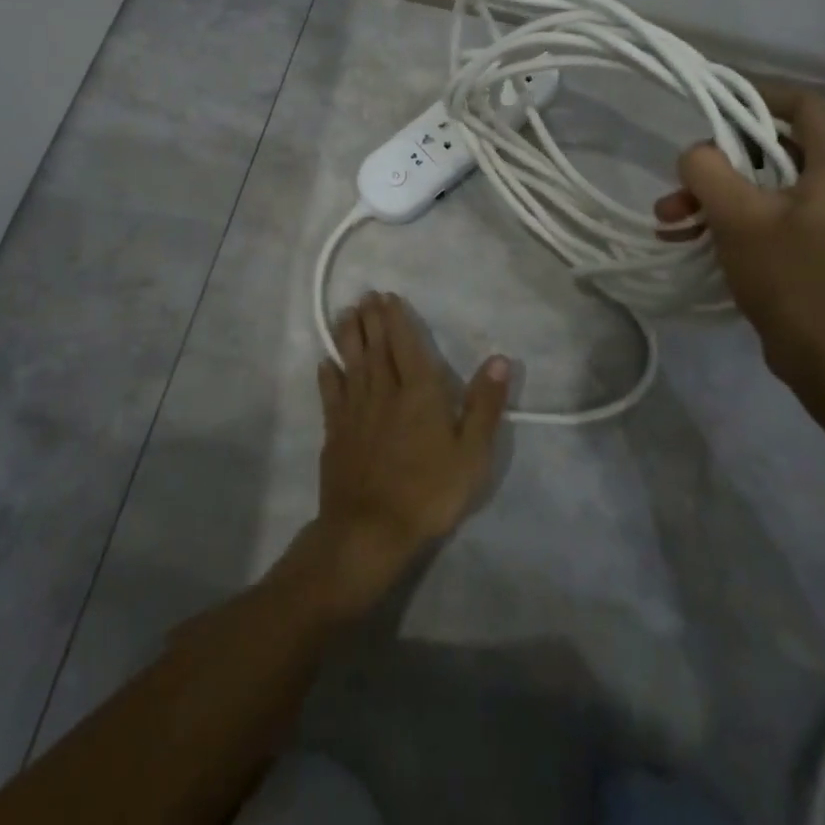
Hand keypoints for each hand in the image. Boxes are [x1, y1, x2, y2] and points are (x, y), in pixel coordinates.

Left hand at [306, 292, 509, 616]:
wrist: (371, 529)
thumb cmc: (429, 491)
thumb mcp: (472, 453)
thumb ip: (484, 404)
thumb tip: (500, 359)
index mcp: (419, 392)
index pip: (406, 345)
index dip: (397, 319)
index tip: (387, 296)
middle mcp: (384, 391)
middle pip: (376, 347)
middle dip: (371, 319)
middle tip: (365, 295)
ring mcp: (355, 411)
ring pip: (352, 363)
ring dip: (349, 336)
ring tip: (345, 314)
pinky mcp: (335, 432)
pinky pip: (331, 395)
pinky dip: (328, 375)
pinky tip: (325, 363)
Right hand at [654, 88, 824, 414]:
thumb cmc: (789, 278)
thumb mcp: (737, 216)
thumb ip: (708, 169)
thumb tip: (696, 154)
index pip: (803, 105)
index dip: (756, 95)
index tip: (712, 102)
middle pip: (777, 146)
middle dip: (720, 160)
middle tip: (681, 179)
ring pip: (768, 183)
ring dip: (717, 194)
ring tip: (671, 217)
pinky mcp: (822, 244)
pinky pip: (774, 212)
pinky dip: (734, 217)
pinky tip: (690, 236)